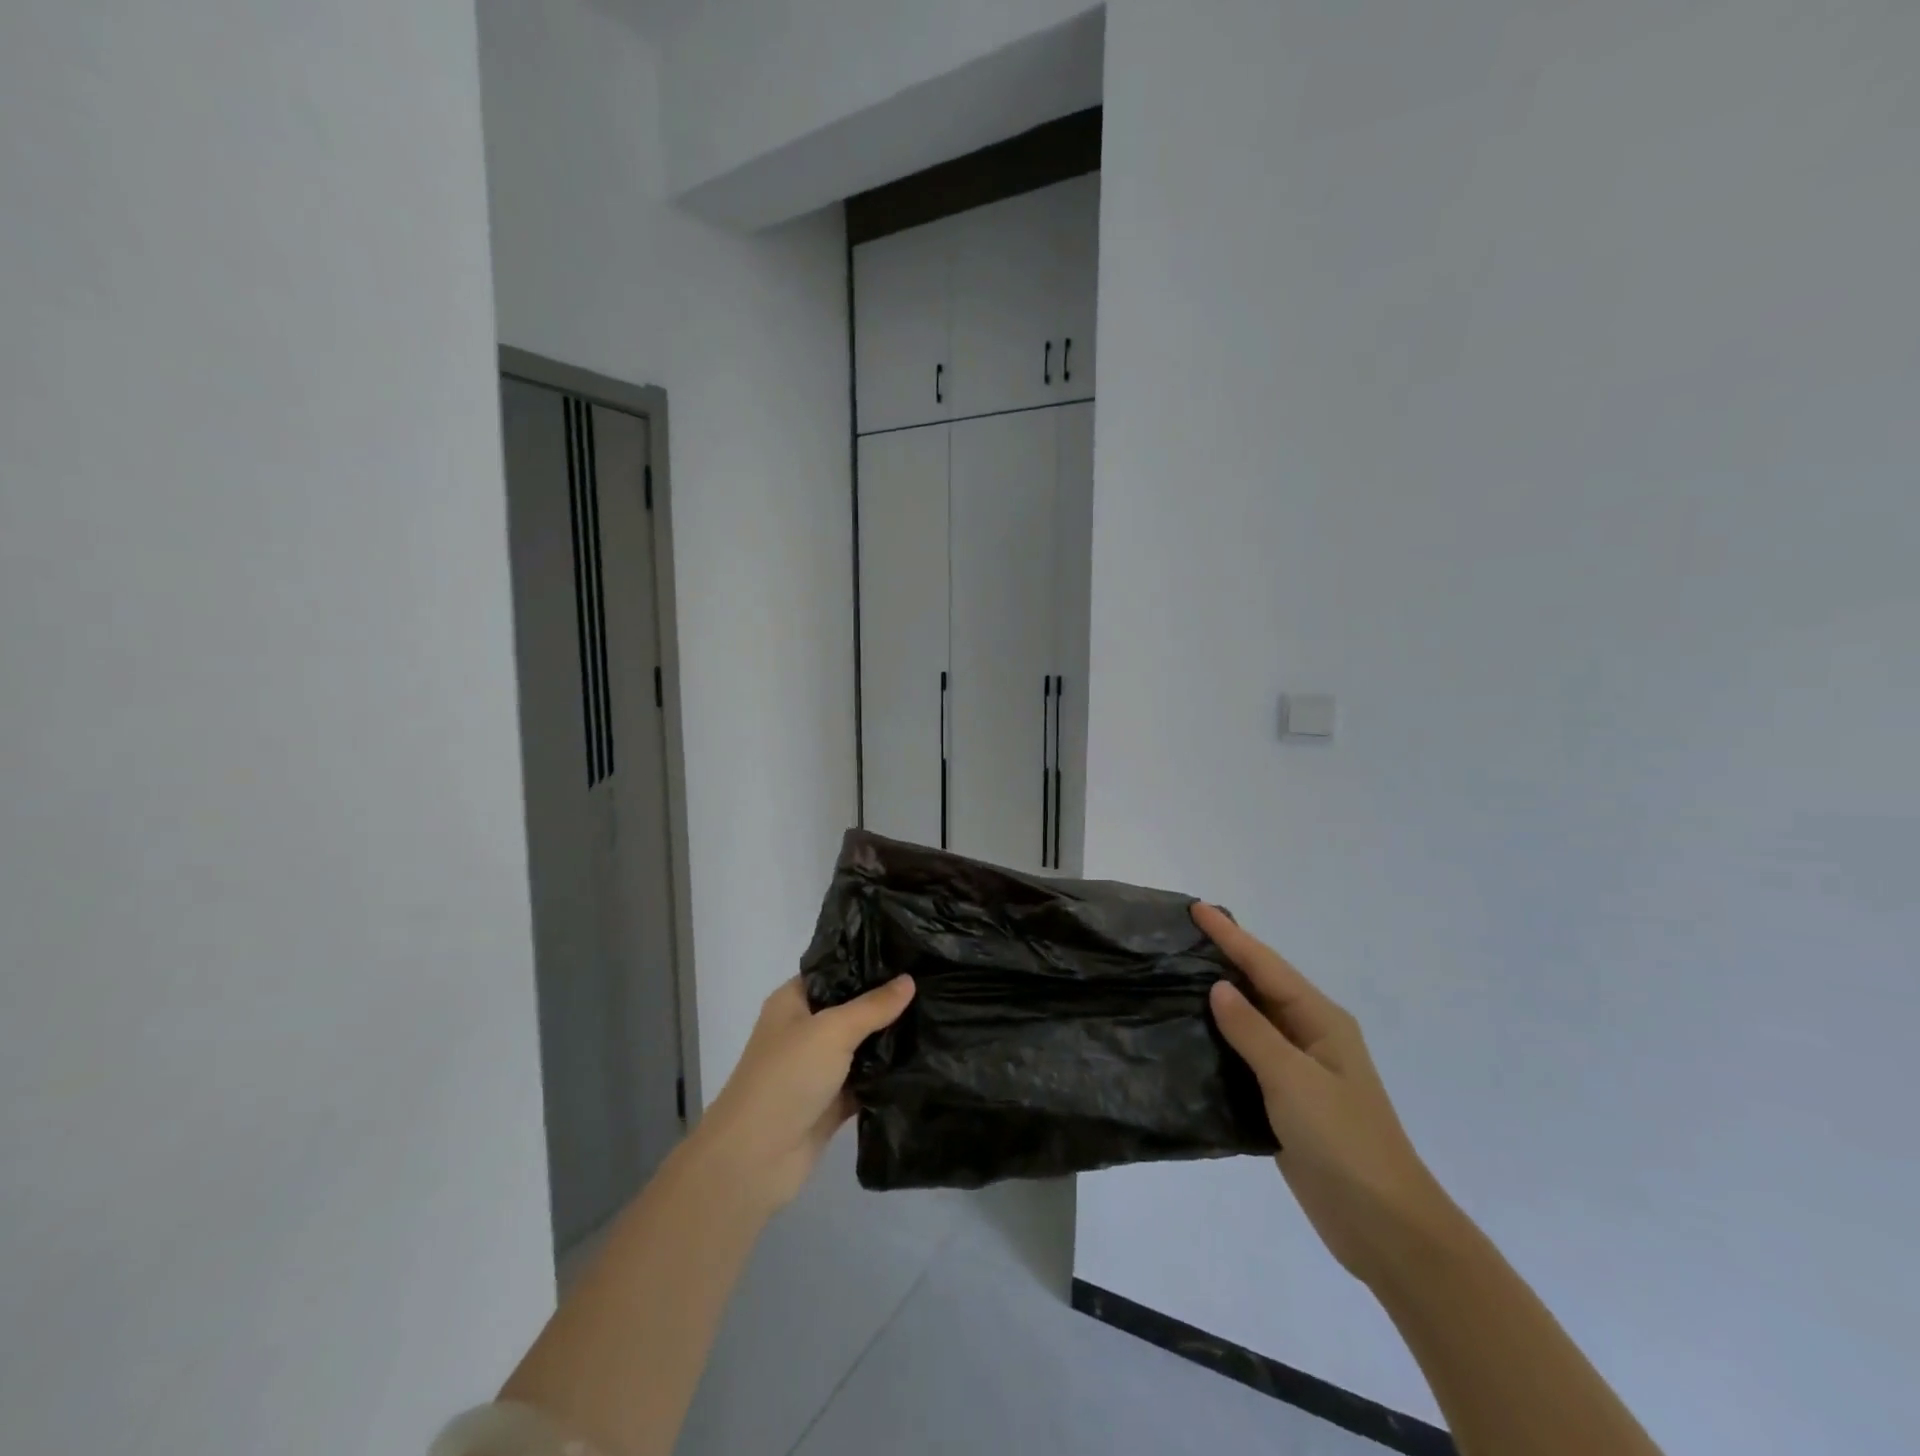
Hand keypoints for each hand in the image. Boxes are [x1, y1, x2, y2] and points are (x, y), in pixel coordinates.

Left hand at [693, 975, 914, 1214]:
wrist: (754, 1160)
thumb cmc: (786, 1077)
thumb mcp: (832, 1030)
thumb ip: (873, 1006)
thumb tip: (909, 980)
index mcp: (794, 1001)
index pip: (836, 970)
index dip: (869, 962)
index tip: (911, 951)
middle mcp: (805, 1030)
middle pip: (853, 1007)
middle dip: (888, 1001)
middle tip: (935, 983)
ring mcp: (819, 1067)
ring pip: (863, 1045)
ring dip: (892, 1039)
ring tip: (939, 1017)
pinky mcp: (832, 1102)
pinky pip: (867, 1081)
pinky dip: (888, 1075)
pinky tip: (926, 1061)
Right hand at [1196, 904, 1456, 1286]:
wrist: (1383, 1226)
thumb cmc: (1344, 1141)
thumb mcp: (1294, 1080)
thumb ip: (1252, 1031)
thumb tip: (1218, 987)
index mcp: (1320, 1021)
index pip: (1266, 966)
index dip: (1230, 936)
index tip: (1195, 908)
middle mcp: (1310, 1036)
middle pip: (1260, 986)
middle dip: (1224, 958)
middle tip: (1178, 936)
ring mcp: (1298, 1070)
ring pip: (1250, 1021)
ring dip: (1217, 999)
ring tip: (1174, 976)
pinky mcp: (1284, 1102)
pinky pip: (1246, 1057)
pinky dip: (1220, 1040)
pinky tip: (1190, 1035)